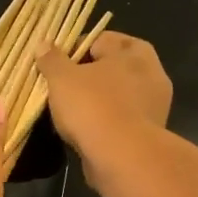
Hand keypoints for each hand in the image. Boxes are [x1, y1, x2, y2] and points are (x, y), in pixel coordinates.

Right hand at [34, 31, 172, 183]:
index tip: (55, 63)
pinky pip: (122, 115)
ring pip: (119, 92)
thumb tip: (43, 44)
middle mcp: (150, 73)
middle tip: (65, 83)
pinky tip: (86, 128)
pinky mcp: (150, 130)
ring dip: (99, 96)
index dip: (75, 47)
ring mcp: (154, 104)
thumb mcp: (62, 79)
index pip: (100, 39)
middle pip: (114, 65)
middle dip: (90, 72)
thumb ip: (52, 59)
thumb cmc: (92, 107)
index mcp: (132, 52)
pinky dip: (106, 118)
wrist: (123, 158)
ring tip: (71, 108)